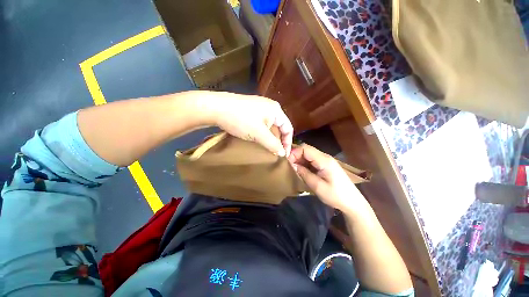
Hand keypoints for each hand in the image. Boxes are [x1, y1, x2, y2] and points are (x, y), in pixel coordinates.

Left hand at [207, 92, 292, 155]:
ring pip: (269, 127)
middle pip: (279, 127)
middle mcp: (269, 108)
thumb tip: (282, 154)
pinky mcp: (250, 112)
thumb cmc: (241, 119)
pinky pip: (260, 125)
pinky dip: (261, 134)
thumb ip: (272, 144)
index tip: (284, 155)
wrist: (215, 108)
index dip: (288, 143)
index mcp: (276, 110)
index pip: (288, 128)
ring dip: (269, 139)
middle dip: (278, 141)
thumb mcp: (259, 134)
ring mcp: (259, 109)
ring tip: (267, 150)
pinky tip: (257, 141)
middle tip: (275, 154)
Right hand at [288, 144, 364, 211]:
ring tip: (293, 168)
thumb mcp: (317, 186)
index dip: (294, 152)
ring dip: (299, 159)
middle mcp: (325, 157)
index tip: (287, 162)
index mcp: (324, 160)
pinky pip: (312, 160)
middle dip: (296, 155)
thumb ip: (304, 173)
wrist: (352, 202)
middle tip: (289, 166)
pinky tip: (301, 170)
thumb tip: (292, 165)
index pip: (305, 148)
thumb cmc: (335, 195)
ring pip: (308, 154)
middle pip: (307, 149)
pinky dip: (304, 163)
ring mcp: (326, 160)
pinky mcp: (325, 165)